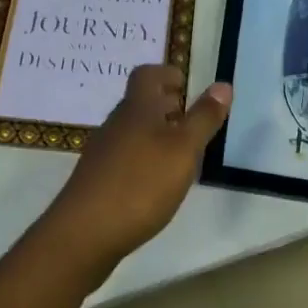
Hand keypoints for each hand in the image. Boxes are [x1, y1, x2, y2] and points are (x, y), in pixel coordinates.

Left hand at [46, 65, 231, 265]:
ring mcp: (102, 153)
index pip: (147, 75)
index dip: (166, 73)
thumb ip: (203, 118)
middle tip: (191, 118)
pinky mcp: (97, 180)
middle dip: (165, 105)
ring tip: (181, 153)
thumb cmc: (140, 184)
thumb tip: (222, 85)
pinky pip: (124, 156)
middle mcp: (115, 124)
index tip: (186, 83)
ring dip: (156, 133)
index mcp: (136, 109)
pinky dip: (144, 158)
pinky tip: (157, 182)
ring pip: (132, 131)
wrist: (84, 233)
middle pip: (139, 103)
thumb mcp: (183, 150)